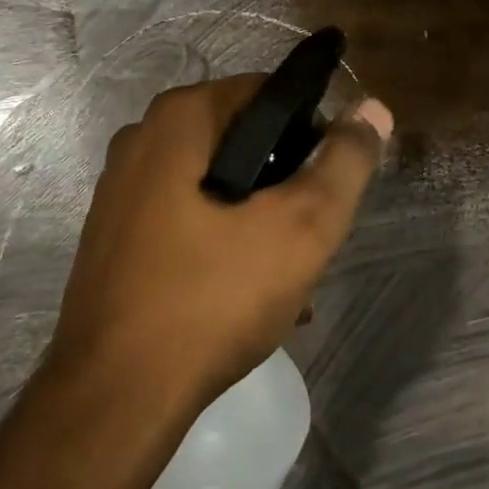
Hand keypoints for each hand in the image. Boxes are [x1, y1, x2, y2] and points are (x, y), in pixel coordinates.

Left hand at [51, 76, 392, 409]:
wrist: (116, 396)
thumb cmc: (212, 299)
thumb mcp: (301, 228)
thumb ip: (344, 164)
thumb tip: (373, 110)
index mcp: (178, 120)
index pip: (268, 92)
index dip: (312, 132)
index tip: (330, 186)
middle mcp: (141, 141)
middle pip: (242, 141)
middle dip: (285, 186)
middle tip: (310, 238)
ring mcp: (121, 191)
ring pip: (217, 187)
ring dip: (260, 223)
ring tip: (289, 279)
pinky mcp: (116, 238)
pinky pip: (187, 222)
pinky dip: (223, 245)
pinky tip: (249, 296)